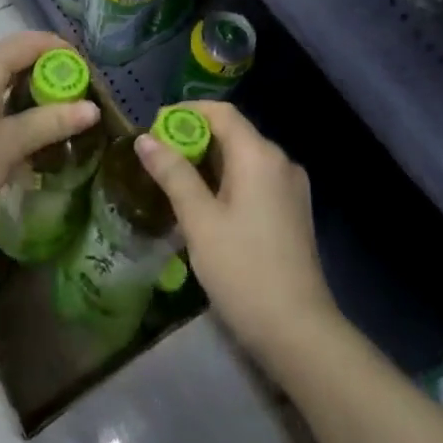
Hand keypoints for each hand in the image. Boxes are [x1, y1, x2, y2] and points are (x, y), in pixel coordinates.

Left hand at [0, 30, 100, 232]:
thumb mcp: (12, 144)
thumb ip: (53, 121)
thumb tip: (93, 109)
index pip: (31, 43)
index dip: (61, 53)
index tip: (84, 74)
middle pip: (10, 54)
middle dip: (42, 71)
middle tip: (68, 96)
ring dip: (19, 85)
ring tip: (43, 111)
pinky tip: (9, 122)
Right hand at [134, 102, 338, 364]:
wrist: (297, 329)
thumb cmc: (242, 269)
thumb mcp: (199, 220)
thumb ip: (173, 174)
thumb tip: (145, 139)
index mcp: (259, 156)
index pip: (221, 113)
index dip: (185, 113)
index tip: (153, 128)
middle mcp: (280, 161)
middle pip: (233, 133)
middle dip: (193, 139)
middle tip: (155, 159)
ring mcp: (291, 187)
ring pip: (243, 159)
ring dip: (208, 162)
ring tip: (172, 182)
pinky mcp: (293, 211)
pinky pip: (255, 180)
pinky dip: (227, 181)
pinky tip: (204, 205)